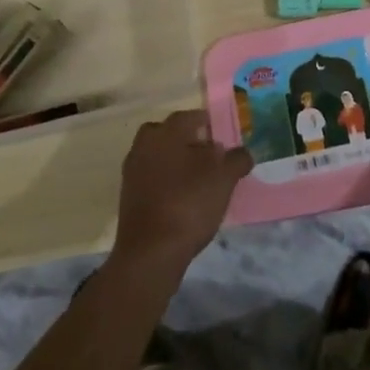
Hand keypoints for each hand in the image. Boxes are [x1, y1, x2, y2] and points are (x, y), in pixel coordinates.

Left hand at [110, 110, 252, 278]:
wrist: (150, 252)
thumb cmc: (189, 204)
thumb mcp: (224, 179)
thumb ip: (236, 160)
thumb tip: (241, 153)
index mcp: (166, 132)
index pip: (190, 116)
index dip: (209, 124)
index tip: (223, 137)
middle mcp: (145, 144)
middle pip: (169, 133)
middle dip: (188, 141)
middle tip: (208, 156)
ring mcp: (132, 171)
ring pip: (158, 156)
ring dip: (176, 162)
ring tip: (198, 181)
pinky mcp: (128, 196)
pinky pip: (151, 178)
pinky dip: (165, 182)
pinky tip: (182, 198)